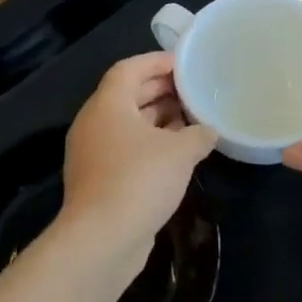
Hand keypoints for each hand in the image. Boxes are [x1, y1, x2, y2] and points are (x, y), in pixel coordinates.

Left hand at [60, 51, 216, 270]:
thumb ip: (199, 134)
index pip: (129, 69)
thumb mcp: (180, 152)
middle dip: (160, 90)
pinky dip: (150, 144)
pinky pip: (126, 149)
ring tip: (192, 119)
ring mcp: (93, 153)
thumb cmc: (140, 180)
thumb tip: (209, 131)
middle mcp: (94, 123)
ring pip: (128, 124)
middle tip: (193, 90)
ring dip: (158, 119)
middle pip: (127, 95)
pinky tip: (178, 154)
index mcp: (107, 105)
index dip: (156, 61)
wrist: (102, 239)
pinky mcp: (98, 179)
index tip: (184, 64)